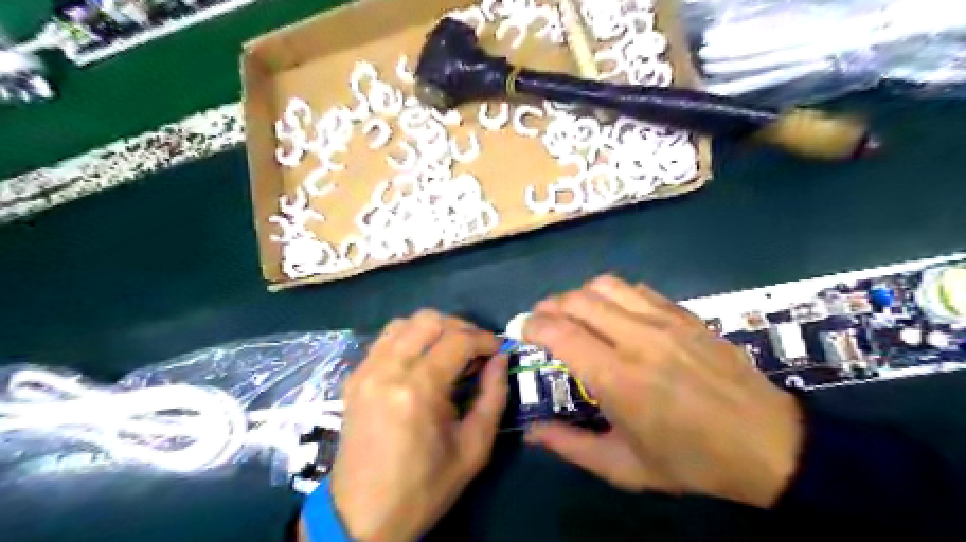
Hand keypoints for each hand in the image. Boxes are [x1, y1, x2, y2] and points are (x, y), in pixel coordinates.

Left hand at [331, 312, 506, 539]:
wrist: (363, 516)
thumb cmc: (425, 488)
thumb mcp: (474, 448)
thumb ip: (493, 396)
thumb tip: (501, 359)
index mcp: (418, 390)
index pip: (458, 340)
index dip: (485, 339)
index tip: (499, 350)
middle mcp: (388, 369)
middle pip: (430, 320)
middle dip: (461, 328)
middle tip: (477, 350)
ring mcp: (366, 370)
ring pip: (405, 322)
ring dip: (435, 329)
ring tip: (451, 351)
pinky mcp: (355, 376)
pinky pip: (386, 338)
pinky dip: (410, 337)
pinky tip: (423, 358)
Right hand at [524, 278, 804, 510]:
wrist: (767, 444)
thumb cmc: (691, 461)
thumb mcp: (624, 468)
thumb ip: (570, 446)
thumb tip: (531, 432)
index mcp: (617, 379)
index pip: (560, 333)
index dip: (532, 325)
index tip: (521, 329)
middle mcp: (636, 339)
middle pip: (577, 300)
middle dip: (549, 306)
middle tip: (541, 321)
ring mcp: (664, 321)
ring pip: (605, 285)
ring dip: (579, 295)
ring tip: (574, 314)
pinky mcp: (685, 315)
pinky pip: (637, 289)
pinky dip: (613, 295)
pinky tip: (614, 313)